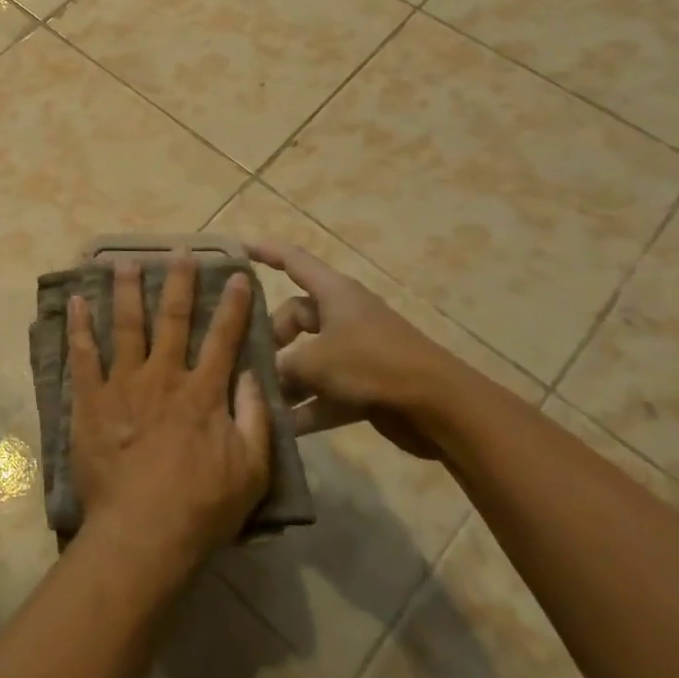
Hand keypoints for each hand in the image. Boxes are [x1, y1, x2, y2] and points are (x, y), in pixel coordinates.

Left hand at [68, 257, 270, 579]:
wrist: (143, 533)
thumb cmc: (202, 507)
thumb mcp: (252, 471)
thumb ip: (255, 419)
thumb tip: (254, 376)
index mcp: (203, 392)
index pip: (223, 338)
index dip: (234, 306)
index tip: (238, 276)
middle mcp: (163, 376)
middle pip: (173, 319)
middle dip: (178, 283)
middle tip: (179, 252)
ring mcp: (123, 384)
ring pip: (126, 326)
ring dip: (126, 291)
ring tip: (123, 262)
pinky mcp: (91, 400)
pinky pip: (83, 355)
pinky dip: (79, 326)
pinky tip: (76, 301)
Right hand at [246, 239, 456, 458]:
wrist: (440, 408)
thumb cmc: (372, 365)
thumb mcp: (315, 362)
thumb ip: (281, 366)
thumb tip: (260, 374)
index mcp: (334, 293)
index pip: (293, 260)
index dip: (265, 252)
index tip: (238, 250)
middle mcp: (343, 315)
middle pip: (295, 315)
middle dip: (271, 337)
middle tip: (250, 360)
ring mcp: (356, 350)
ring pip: (309, 356)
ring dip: (287, 378)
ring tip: (258, 396)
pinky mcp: (366, 384)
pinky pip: (326, 389)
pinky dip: (308, 405)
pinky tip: (284, 427)